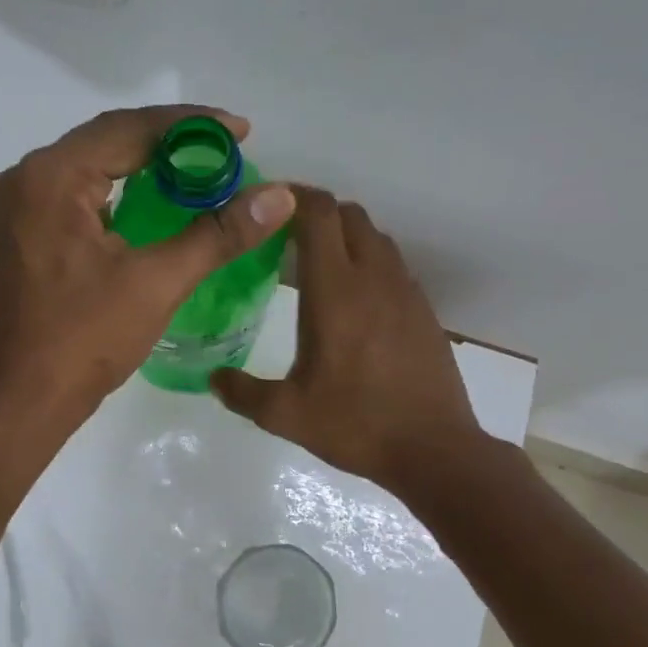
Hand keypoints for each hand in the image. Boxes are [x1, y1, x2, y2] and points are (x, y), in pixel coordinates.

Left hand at [0, 106, 295, 431]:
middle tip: (225, 149)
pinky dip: (118, 193)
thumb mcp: (158, 282)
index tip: (241, 131)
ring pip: (91, 167)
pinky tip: (154, 203)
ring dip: (143, 166)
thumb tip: (281, 196)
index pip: (128, 130)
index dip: (191, 126)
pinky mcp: (23, 233)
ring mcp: (19, 207)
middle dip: (169, 143)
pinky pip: (76, 194)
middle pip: (107, 141)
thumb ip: (219, 233)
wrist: (29, 397)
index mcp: (51, 177)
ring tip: (198, 170)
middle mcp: (26, 179)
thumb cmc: (88, 338)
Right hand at [211, 189, 484, 491]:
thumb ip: (242, 392)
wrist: (434, 450)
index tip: (268, 204)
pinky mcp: (424, 311)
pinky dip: (370, 262)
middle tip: (286, 236)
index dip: (294, 196)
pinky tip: (354, 300)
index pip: (319, 215)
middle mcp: (374, 279)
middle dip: (317, 212)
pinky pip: (394, 266)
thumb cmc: (355, 425)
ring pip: (376, 237)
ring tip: (318, 264)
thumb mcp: (286, 415)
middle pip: (349, 215)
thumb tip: (214, 379)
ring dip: (346, 236)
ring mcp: (406, 293)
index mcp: (335, 292)